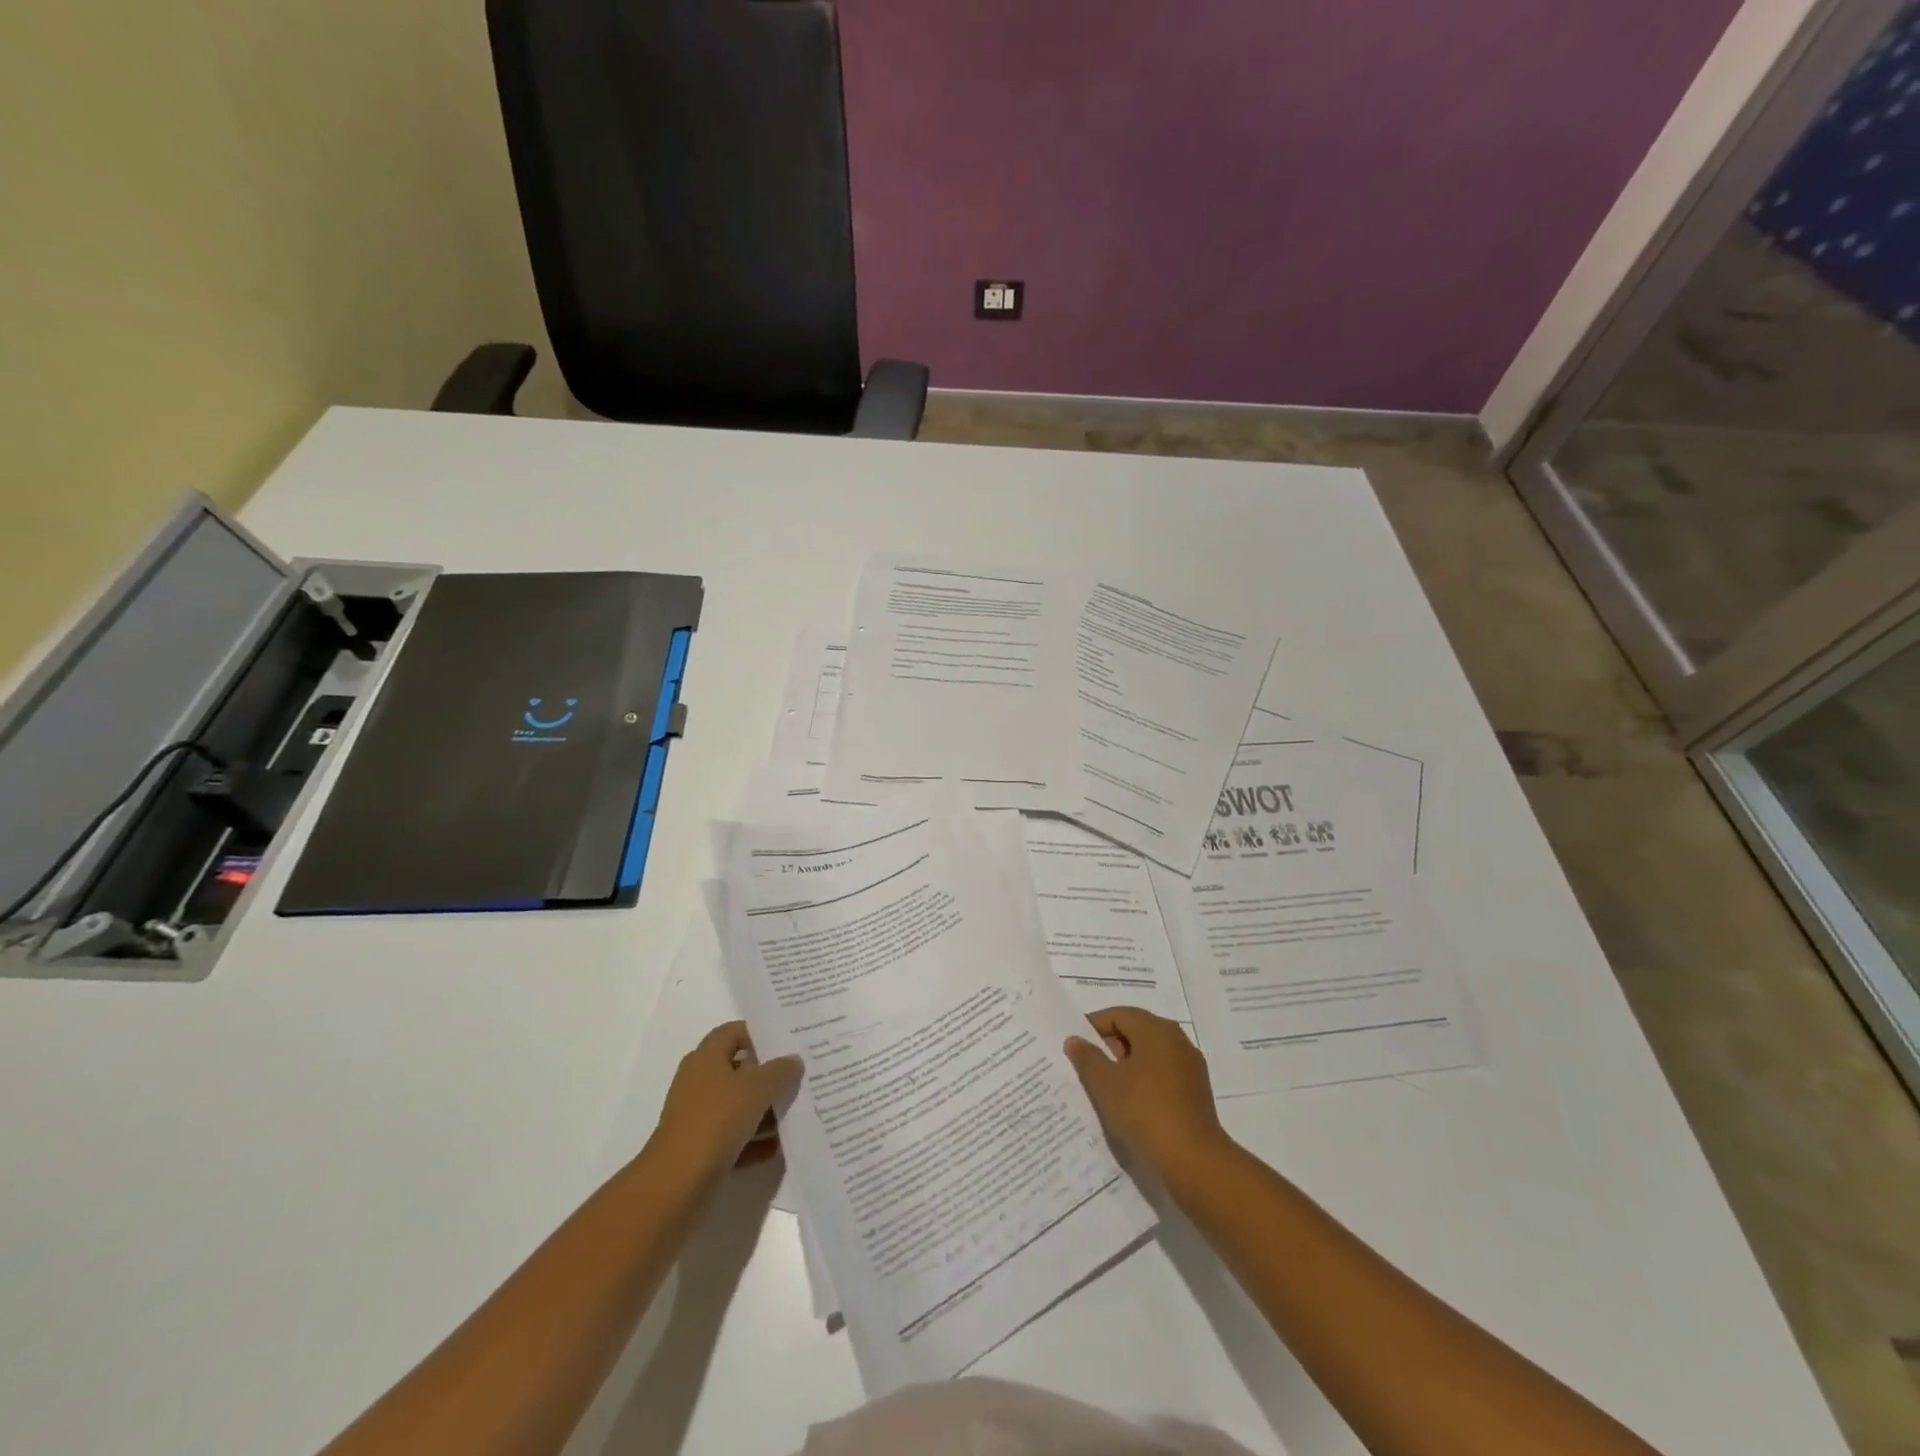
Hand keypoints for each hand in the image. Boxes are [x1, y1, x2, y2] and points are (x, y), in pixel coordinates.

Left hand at [651, 1021, 802, 1182]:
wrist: (676, 1184)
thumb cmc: (716, 1121)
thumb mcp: (757, 1089)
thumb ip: (779, 1071)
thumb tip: (793, 1061)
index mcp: (706, 1058)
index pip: (734, 1032)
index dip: (759, 1033)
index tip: (788, 1042)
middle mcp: (699, 1082)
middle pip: (739, 1069)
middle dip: (768, 1074)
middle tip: (800, 1076)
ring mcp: (699, 1116)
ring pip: (738, 1105)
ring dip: (765, 1110)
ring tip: (796, 1113)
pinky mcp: (701, 1148)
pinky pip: (734, 1137)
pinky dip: (754, 1140)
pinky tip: (778, 1146)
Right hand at [1065, 1007, 1228, 1173]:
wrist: (1193, 1159)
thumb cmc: (1144, 1110)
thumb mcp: (1105, 1083)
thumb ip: (1087, 1057)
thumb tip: (1075, 1040)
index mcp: (1155, 1029)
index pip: (1118, 1014)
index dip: (1093, 1026)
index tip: (1075, 1045)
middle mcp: (1176, 1039)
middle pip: (1136, 1031)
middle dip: (1110, 1046)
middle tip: (1087, 1066)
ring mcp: (1190, 1066)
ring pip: (1150, 1055)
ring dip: (1127, 1065)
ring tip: (1106, 1087)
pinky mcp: (1196, 1091)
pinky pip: (1163, 1075)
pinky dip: (1144, 1081)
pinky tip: (1131, 1103)